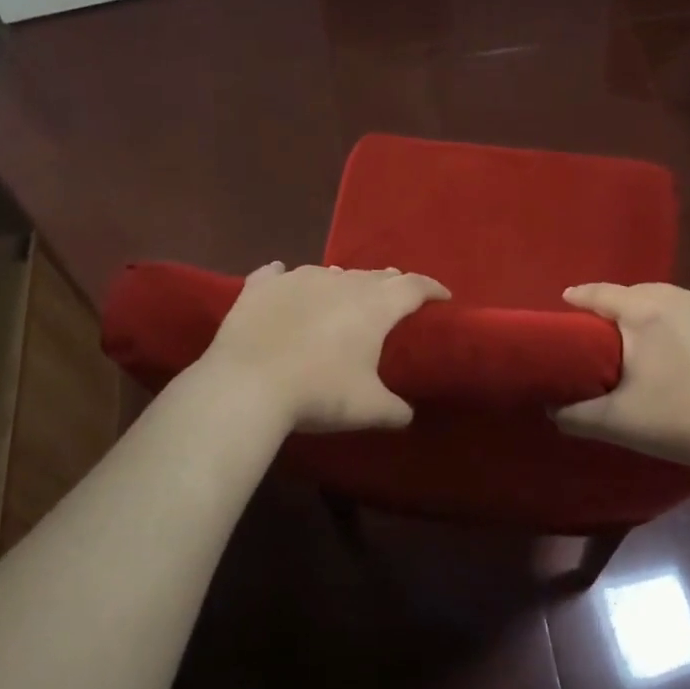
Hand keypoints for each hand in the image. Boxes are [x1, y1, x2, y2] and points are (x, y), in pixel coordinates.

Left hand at [199, 262, 449, 432]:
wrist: (247, 385)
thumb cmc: (319, 393)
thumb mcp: (368, 409)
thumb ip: (395, 410)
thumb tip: (407, 415)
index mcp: (373, 306)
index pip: (413, 286)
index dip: (432, 289)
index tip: (442, 296)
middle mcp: (339, 281)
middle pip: (373, 276)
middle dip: (389, 285)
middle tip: (395, 298)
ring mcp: (297, 279)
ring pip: (329, 273)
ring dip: (342, 282)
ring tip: (344, 294)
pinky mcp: (260, 287)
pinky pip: (276, 275)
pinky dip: (284, 278)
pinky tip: (280, 277)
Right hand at [553, 282, 689, 467]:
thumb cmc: (683, 424)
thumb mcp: (618, 423)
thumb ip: (575, 415)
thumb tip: (550, 410)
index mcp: (645, 314)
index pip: (603, 294)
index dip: (583, 296)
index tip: (570, 297)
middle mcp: (687, 295)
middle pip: (648, 294)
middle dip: (633, 309)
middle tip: (630, 335)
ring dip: (685, 315)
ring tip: (688, 344)